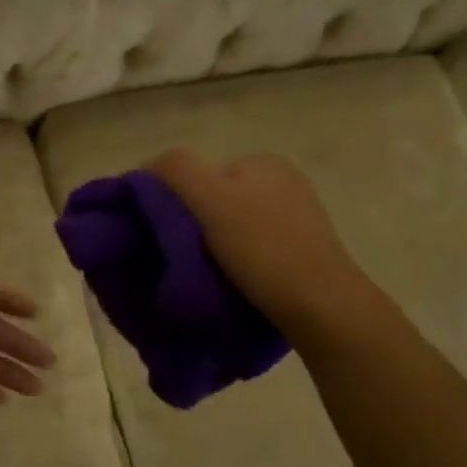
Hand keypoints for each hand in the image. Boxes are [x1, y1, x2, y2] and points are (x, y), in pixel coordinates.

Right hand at [145, 148, 365, 333]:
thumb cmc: (262, 249)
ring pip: (233, 227)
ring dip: (215, 248)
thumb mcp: (210, 199)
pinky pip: (254, 249)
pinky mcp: (304, 250)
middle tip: (182, 260)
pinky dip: (238, 262)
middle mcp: (284, 181)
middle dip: (195, 227)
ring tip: (208, 275)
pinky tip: (236, 282)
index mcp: (262, 161)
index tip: (165, 237)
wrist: (319, 305)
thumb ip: (176, 170)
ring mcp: (297, 216)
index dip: (175, 203)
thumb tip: (148, 168)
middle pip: (215, 201)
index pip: (198, 174)